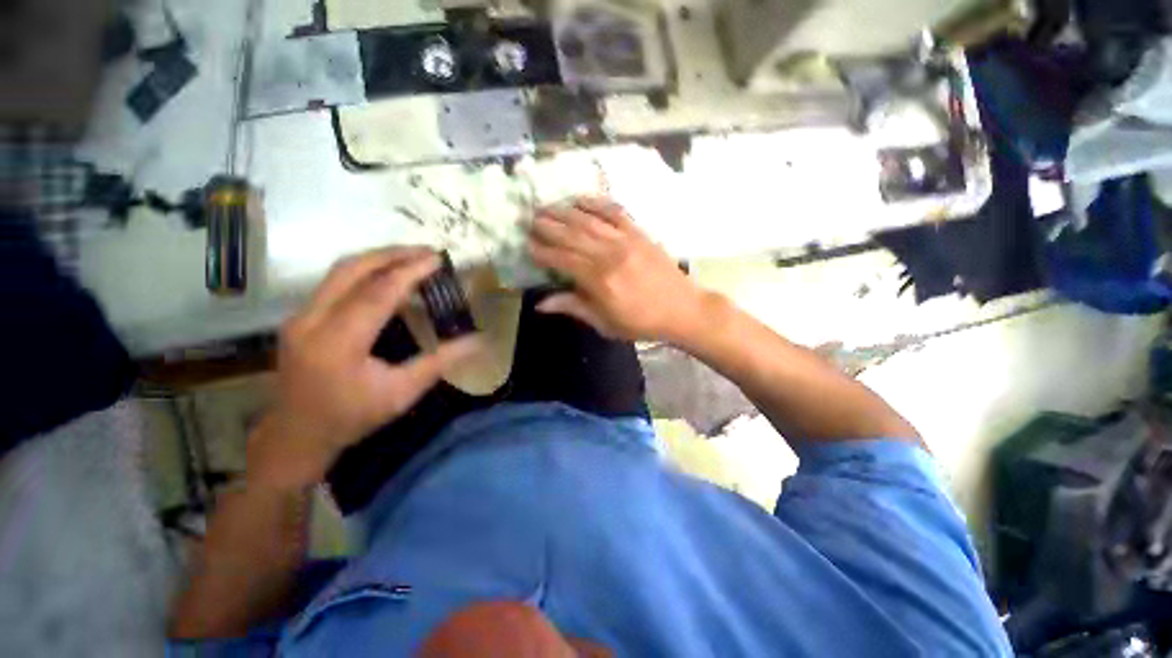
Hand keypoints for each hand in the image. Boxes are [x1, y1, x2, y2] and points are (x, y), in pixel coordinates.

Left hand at [248, 248, 478, 490]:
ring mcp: (300, 316)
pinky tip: (387, 277)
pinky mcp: (300, 317)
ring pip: (339, 271)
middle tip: (426, 252)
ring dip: (377, 259)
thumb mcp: (402, 393)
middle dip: (392, 254)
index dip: (410, 272)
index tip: (437, 259)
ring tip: (410, 258)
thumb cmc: (352, 416)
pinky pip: (334, 282)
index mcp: (338, 343)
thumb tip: (477, 340)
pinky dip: (365, 272)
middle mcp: (311, 321)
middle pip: (351, 269)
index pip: (378, 293)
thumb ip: (440, 361)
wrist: (297, 434)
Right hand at [528, 197, 706, 342]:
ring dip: (565, 212)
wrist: (682, 310)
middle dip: (548, 226)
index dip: (543, 251)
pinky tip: (580, 199)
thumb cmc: (641, 323)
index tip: (528, 245)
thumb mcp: (605, 323)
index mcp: (599, 281)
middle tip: (530, 219)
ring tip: (547, 206)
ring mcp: (625, 240)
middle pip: (572, 235)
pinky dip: (596, 203)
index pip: (562, 260)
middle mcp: (609, 255)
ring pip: (588, 221)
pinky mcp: (639, 233)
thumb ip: (574, 307)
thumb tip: (541, 303)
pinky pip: (614, 212)